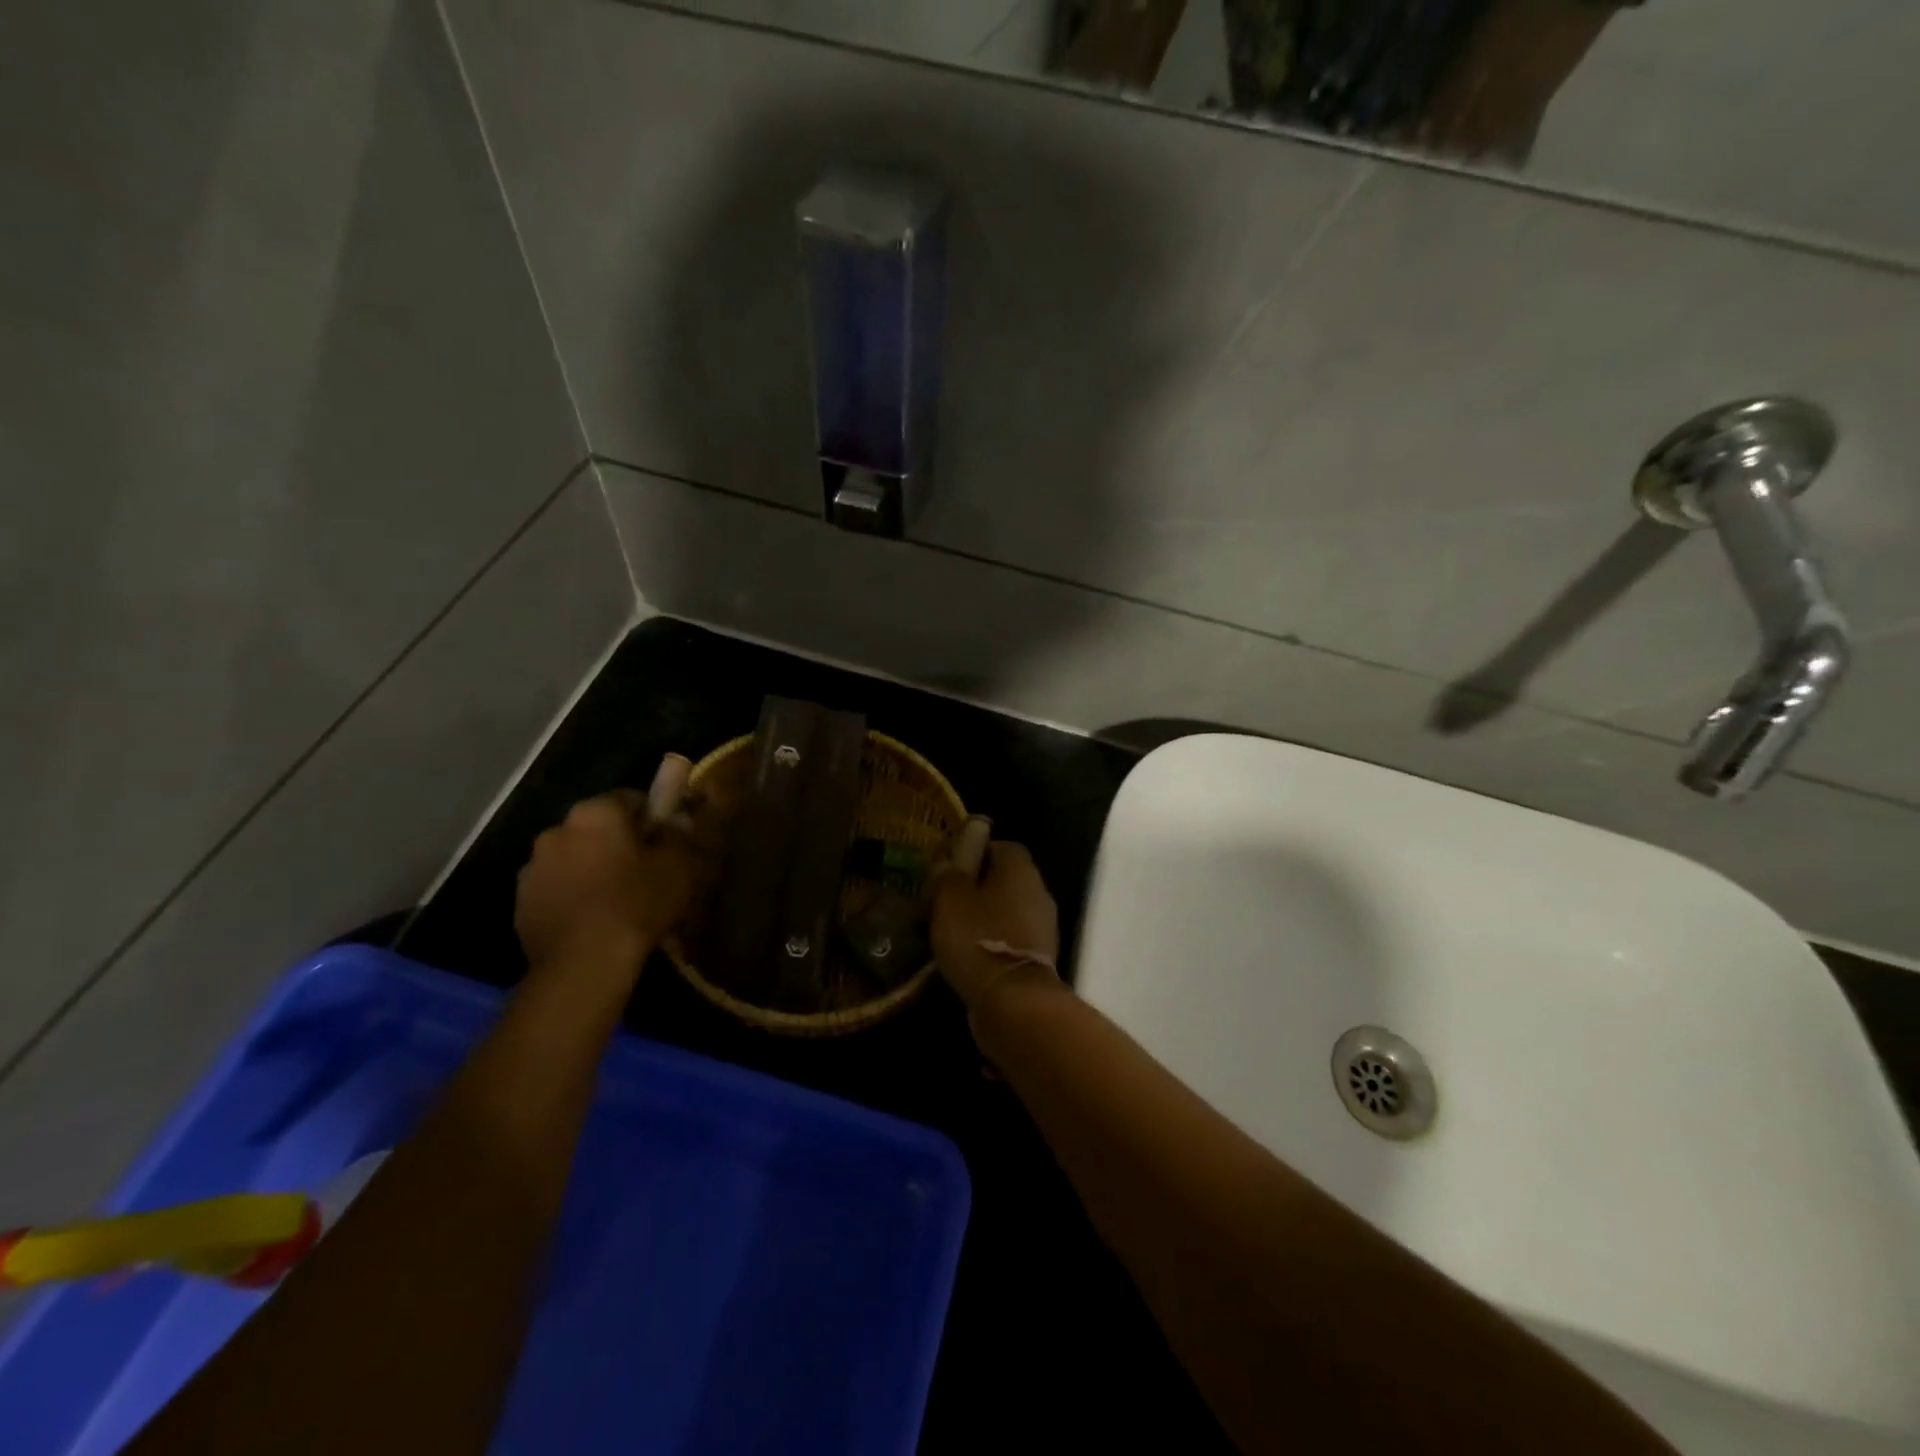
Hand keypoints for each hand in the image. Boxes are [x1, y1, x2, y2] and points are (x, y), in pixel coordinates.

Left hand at [514, 787, 719, 977]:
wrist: (583, 963)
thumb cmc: (636, 903)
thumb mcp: (678, 865)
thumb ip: (679, 834)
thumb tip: (678, 817)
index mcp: (595, 812)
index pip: (629, 798)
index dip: (651, 819)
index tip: (665, 843)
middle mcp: (556, 830)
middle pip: (596, 828)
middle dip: (617, 843)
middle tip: (642, 872)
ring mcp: (532, 868)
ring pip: (572, 858)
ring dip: (590, 869)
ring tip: (615, 900)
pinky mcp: (520, 903)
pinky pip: (555, 888)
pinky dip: (571, 896)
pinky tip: (591, 921)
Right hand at [931, 841, 1061, 1012]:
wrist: (1013, 1001)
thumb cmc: (978, 938)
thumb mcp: (950, 899)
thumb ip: (949, 874)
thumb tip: (949, 862)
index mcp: (1020, 868)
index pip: (1000, 845)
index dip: (974, 852)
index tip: (949, 868)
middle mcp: (1038, 890)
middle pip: (1005, 878)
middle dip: (976, 886)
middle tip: (945, 900)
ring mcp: (1043, 925)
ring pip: (1007, 909)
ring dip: (984, 916)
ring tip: (952, 930)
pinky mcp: (1039, 956)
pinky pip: (1011, 936)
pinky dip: (992, 940)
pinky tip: (969, 954)